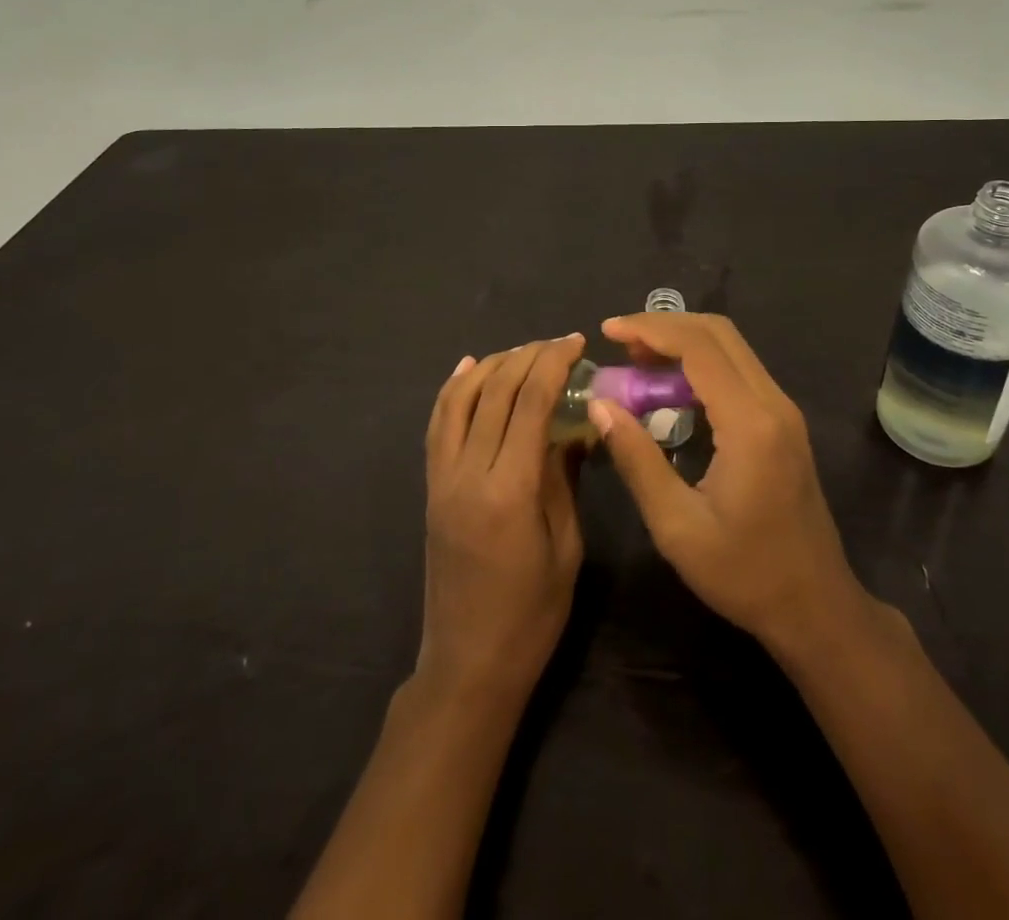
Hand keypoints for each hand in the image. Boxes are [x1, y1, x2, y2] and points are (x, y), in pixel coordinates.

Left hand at [417, 336, 585, 702]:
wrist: (468, 664)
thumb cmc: (531, 615)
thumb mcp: (566, 546)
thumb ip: (565, 477)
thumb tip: (577, 426)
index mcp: (509, 490)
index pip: (530, 403)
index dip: (554, 364)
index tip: (576, 343)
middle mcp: (468, 473)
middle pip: (494, 391)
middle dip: (528, 356)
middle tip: (558, 344)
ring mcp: (442, 478)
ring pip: (459, 398)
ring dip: (492, 365)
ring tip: (523, 351)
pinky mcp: (431, 487)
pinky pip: (438, 424)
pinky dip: (454, 389)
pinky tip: (471, 368)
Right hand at [588, 313, 864, 655]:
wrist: (816, 607)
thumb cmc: (744, 574)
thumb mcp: (676, 526)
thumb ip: (636, 459)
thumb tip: (601, 406)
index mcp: (750, 423)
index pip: (698, 347)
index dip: (650, 329)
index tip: (608, 331)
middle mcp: (773, 403)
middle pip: (719, 333)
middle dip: (665, 326)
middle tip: (620, 343)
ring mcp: (784, 411)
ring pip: (731, 348)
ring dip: (683, 342)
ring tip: (637, 361)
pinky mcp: (783, 423)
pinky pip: (739, 371)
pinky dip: (701, 363)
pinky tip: (671, 388)